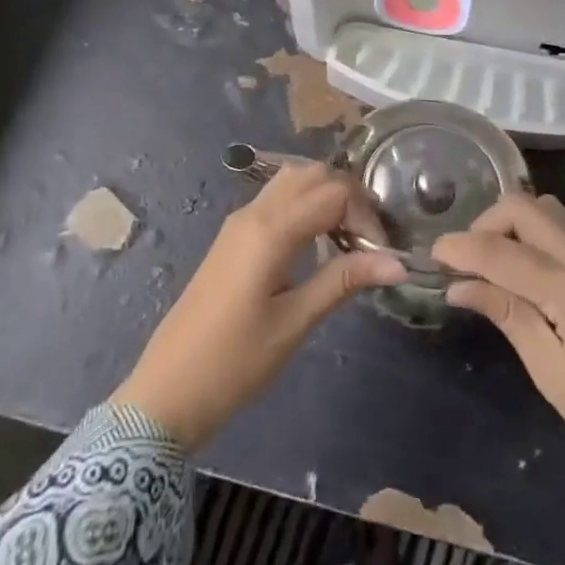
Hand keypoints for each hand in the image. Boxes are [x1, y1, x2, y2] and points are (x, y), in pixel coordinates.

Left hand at [112, 162, 405, 449]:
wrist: (167, 391)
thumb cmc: (234, 362)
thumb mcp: (295, 323)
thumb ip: (344, 280)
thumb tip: (398, 263)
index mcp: (270, 229)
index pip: (334, 192)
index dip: (366, 215)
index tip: (381, 255)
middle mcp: (254, 212)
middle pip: (313, 174)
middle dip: (349, 197)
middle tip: (370, 241)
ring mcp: (240, 221)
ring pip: (293, 180)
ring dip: (326, 195)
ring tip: (348, 239)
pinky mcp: (234, 236)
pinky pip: (277, 199)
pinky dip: (306, 204)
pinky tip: (318, 242)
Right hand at [432, 193, 564, 494]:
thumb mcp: (549, 371)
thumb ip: (505, 314)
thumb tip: (457, 286)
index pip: (503, 251)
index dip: (462, 247)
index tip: (433, 253)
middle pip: (525, 208)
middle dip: (486, 222)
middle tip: (465, 258)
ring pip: (546, 209)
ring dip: (511, 222)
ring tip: (491, 259)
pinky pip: (562, 228)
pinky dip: (532, 232)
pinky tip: (520, 266)